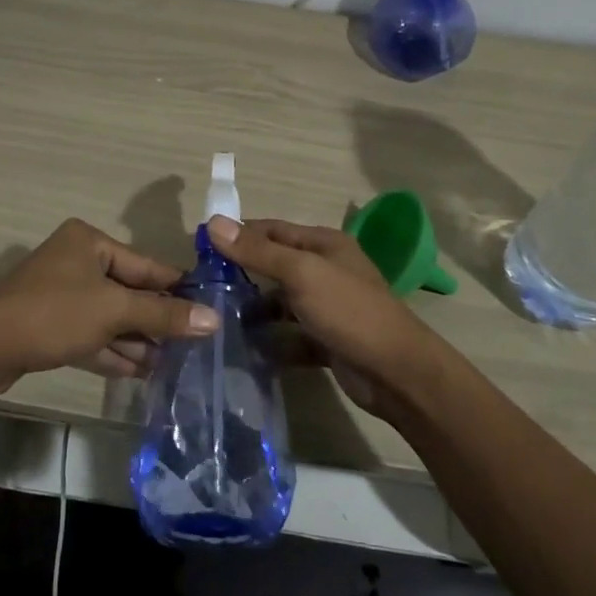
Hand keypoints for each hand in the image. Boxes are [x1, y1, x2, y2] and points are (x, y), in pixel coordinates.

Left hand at [0, 219, 217, 406]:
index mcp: (89, 241)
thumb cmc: (54, 315)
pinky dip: (113, 350)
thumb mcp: (114, 311)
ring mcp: (60, 293)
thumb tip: (214, 319)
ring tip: (174, 363)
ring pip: (110, 316)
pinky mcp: (49, 324)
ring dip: (138, 340)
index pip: (146, 265)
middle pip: (129, 291)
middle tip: (195, 345)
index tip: (210, 310)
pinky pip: (91, 333)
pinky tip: (143, 371)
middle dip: (157, 320)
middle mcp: (75, 260)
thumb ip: (163, 314)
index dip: (178, 289)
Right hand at [206, 216, 447, 418]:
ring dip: (254, 310)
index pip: (272, 230)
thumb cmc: (348, 311)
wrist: (396, 372)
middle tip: (202, 288)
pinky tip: (243, 348)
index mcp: (324, 244)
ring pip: (281, 302)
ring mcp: (327, 307)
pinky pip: (290, 335)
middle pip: (275, 265)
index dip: (237, 235)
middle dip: (241, 274)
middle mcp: (326, 270)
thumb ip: (258, 251)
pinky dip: (270, 340)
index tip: (200, 249)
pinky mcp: (326, 339)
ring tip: (216, 319)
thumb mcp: (301, 274)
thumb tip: (213, 222)